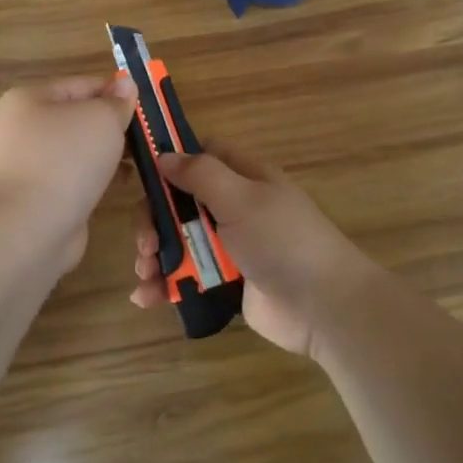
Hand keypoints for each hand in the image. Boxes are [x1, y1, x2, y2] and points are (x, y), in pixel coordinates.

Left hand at [0, 74, 136, 268]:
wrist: (32, 227)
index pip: (81, 85)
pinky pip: (75, 177)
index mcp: (29, 99)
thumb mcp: (102, 119)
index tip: (147, 105)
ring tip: (142, 160)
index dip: (116, 91)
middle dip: (114, 126)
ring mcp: (29, 165)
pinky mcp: (39, 196)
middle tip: (148, 135)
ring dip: (109, 154)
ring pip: (79, 150)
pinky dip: (98, 178)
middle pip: (79, 118)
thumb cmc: (66, 159)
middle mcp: (23, 129)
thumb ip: (118, 101)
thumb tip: (126, 85)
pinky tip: (123, 183)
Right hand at [130, 146, 384, 357]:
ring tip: (147, 274)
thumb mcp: (242, 199)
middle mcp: (233, 208)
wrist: (323, 307)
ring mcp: (228, 247)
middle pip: (178, 203)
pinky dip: (164, 285)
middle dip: (154, 221)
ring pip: (178, 242)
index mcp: (244, 179)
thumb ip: (201, 174)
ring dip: (154, 255)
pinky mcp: (224, 282)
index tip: (139, 172)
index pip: (201, 155)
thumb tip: (164, 155)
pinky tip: (147, 297)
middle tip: (147, 244)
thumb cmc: (283, 241)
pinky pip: (186, 277)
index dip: (171, 159)